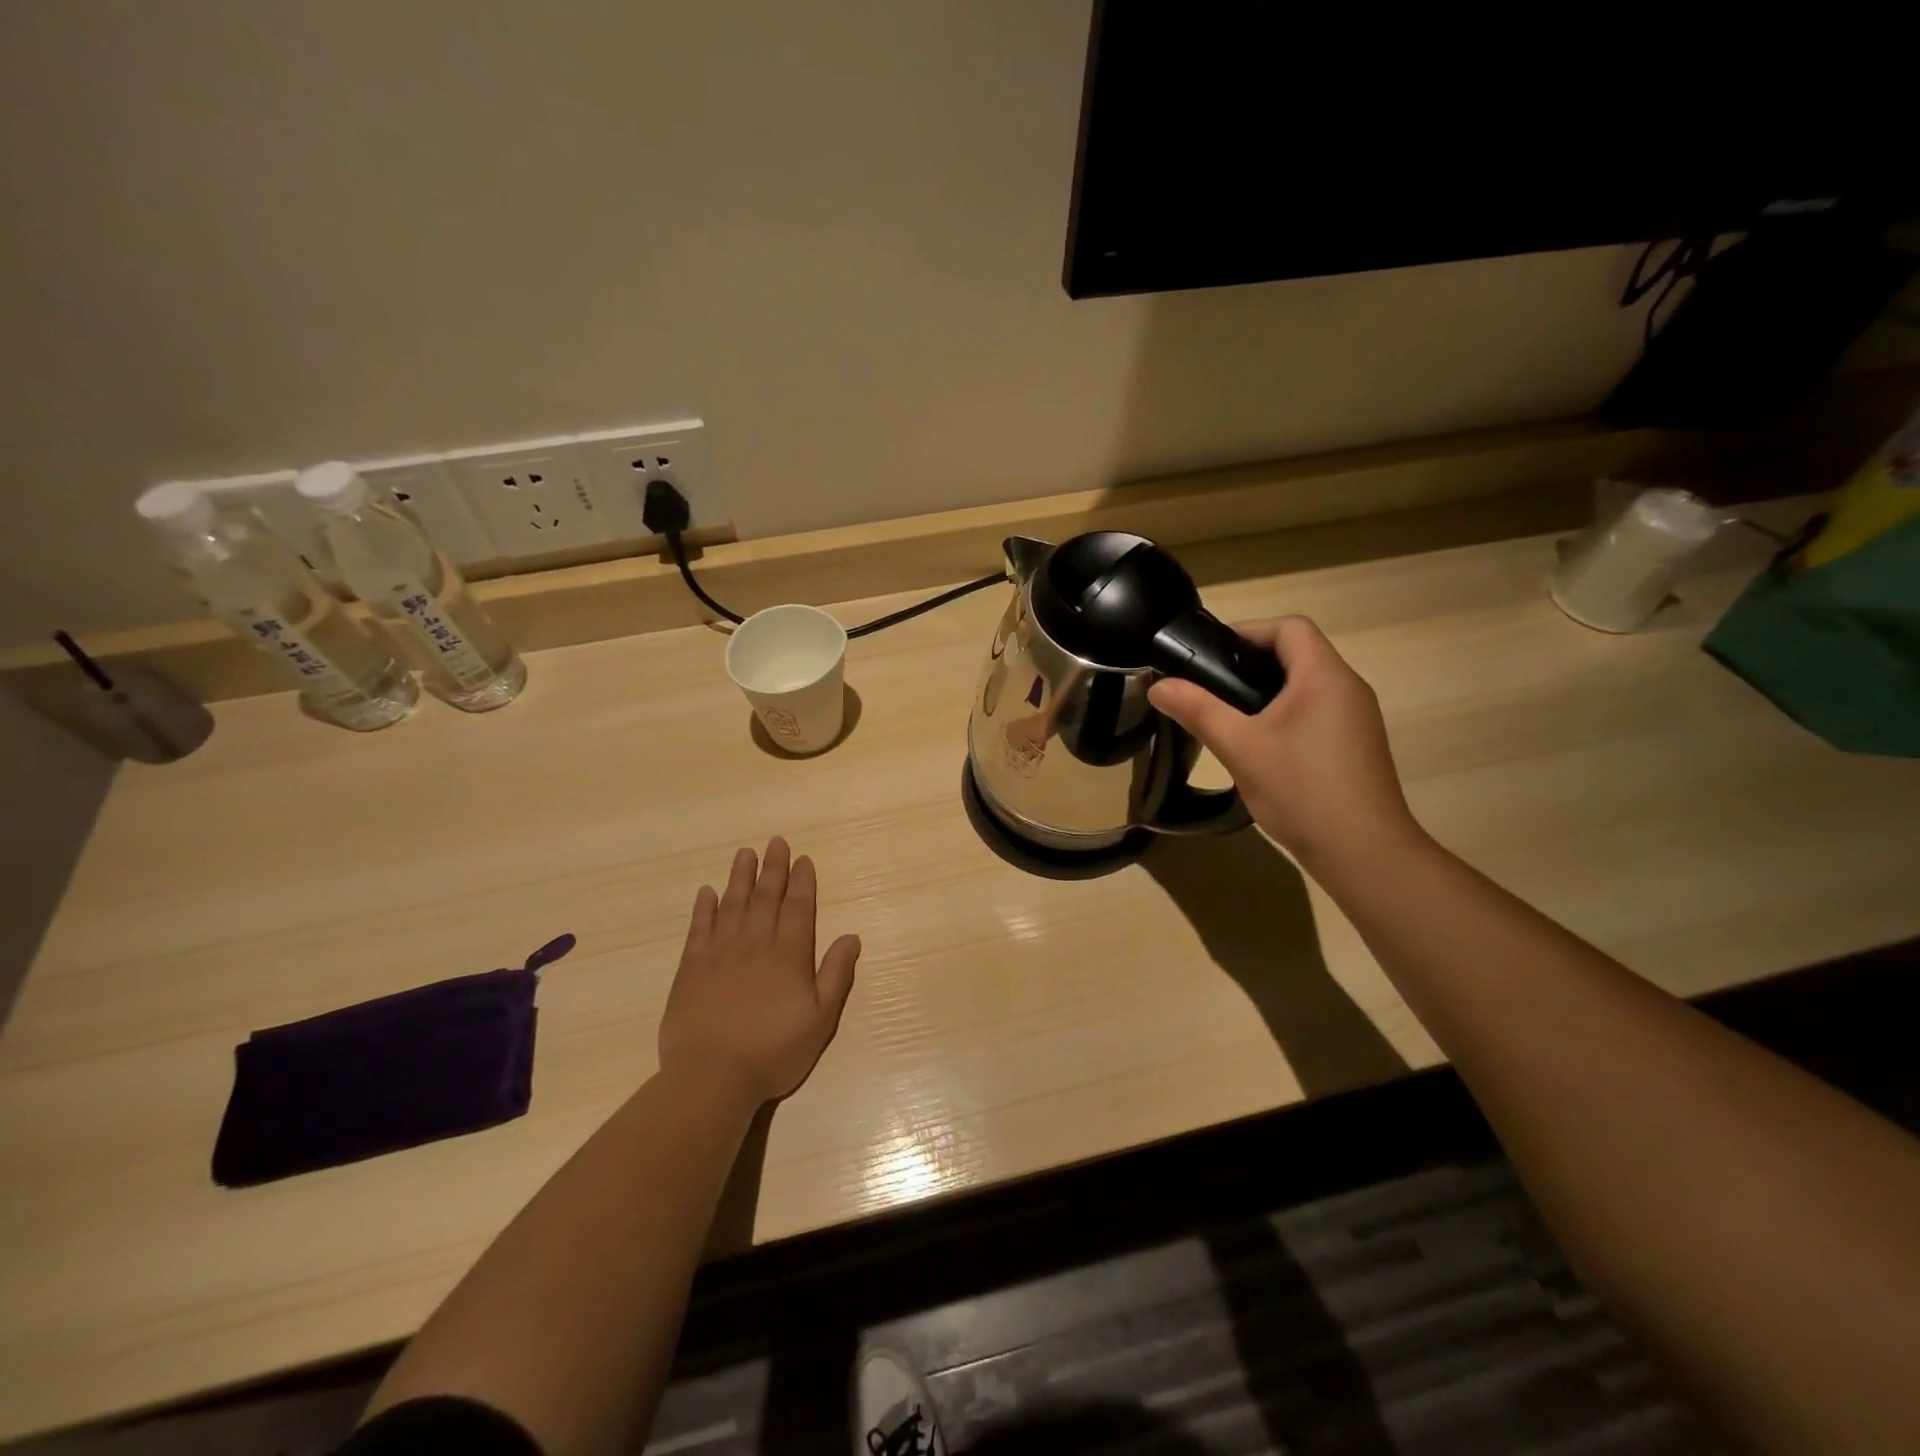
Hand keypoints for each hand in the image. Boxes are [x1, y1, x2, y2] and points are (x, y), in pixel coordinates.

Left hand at [658, 838, 860, 1105]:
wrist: (711, 1077)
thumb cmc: (773, 1052)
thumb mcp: (820, 1019)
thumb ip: (835, 975)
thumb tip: (851, 936)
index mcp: (789, 955)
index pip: (798, 908)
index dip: (802, 882)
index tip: (803, 859)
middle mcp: (755, 944)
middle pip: (766, 897)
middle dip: (773, 868)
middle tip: (776, 842)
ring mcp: (720, 953)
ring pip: (733, 904)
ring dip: (740, 877)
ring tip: (745, 853)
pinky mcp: (691, 968)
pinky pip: (699, 928)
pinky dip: (704, 908)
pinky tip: (707, 892)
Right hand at [1148, 617, 1422, 870]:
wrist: (1364, 853)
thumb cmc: (1301, 790)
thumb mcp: (1240, 747)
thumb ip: (1198, 710)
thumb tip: (1157, 685)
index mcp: (1325, 676)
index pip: (1289, 627)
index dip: (1248, 631)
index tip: (1209, 655)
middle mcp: (1348, 688)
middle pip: (1298, 654)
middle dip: (1250, 663)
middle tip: (1210, 687)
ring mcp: (1357, 719)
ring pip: (1306, 686)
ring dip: (1267, 692)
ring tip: (1228, 717)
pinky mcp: (1356, 746)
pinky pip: (1316, 713)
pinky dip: (1285, 716)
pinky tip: (1261, 748)